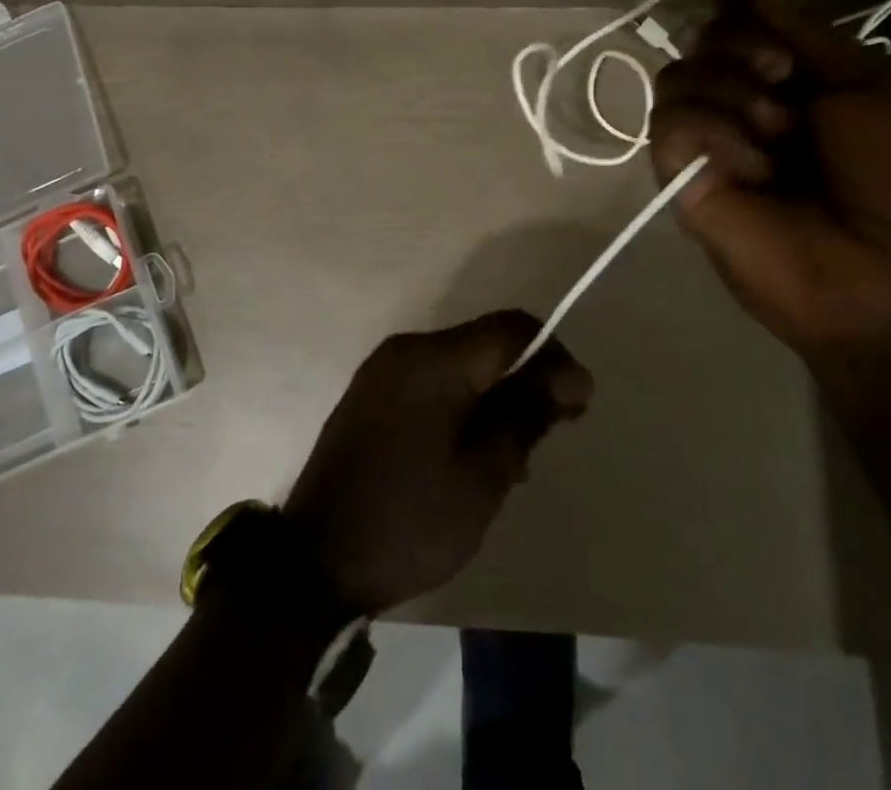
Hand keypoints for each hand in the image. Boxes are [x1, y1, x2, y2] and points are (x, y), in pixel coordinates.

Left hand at [283, 312, 592, 616]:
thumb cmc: (409, 521)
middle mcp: (406, 349)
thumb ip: (525, 415)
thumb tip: (569, 375)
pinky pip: (431, 381)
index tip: (576, 405)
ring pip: (459, 363)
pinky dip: (462, 403)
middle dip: (525, 378)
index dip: (552, 356)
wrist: (314, 562)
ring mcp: (383, 370)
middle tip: (550, 433)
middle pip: (484, 343)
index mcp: (433, 359)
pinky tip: (473, 452)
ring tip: (515, 456)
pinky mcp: (371, 393)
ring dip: (494, 395)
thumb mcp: (482, 477)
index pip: (511, 328)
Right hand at [649, 0, 890, 353]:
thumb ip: (807, 33)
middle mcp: (743, 103)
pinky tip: (750, 168)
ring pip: (676, 75)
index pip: (740, 24)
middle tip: (783, 80)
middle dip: (741, 46)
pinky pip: (671, 124)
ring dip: (730, 91)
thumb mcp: (877, 85)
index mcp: (795, 80)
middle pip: (702, 41)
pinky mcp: (681, 176)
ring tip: (776, 133)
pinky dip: (711, 132)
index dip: (730, 3)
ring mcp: (709, 141)